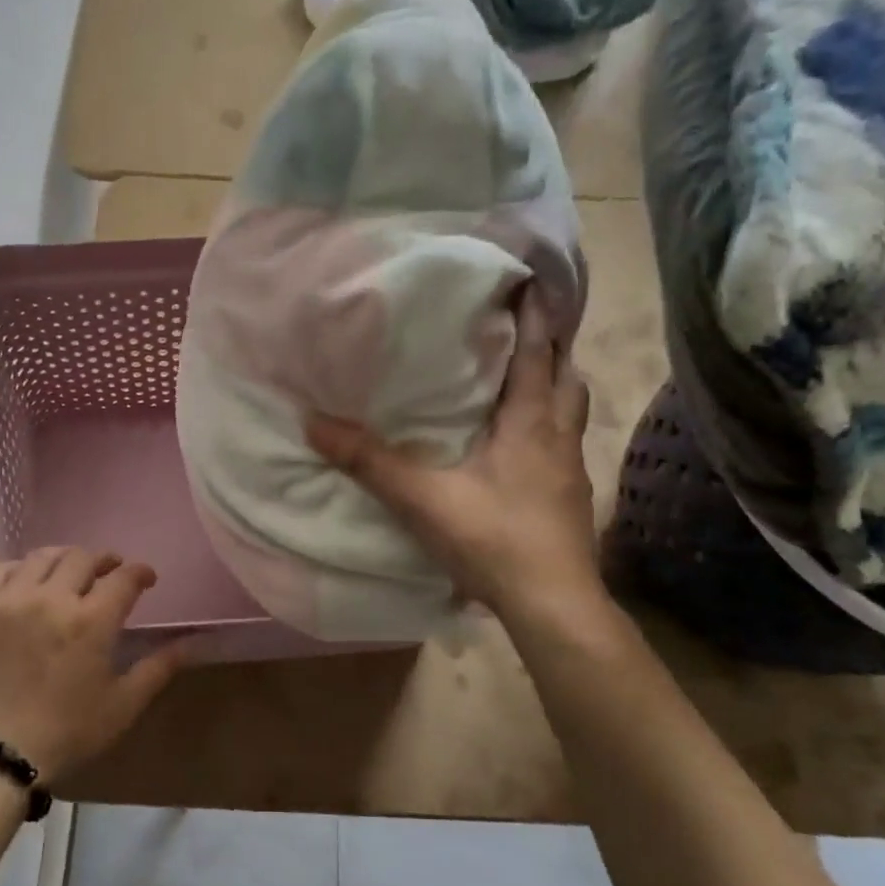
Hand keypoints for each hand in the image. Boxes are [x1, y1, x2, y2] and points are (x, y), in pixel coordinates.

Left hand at [0, 547, 184, 782]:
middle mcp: (51, 598)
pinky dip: (21, 568)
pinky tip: (27, 582)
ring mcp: (9, 600)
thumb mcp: (122, 706)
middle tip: (110, 572)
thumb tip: (191, 643)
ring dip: (65, 559)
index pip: (124, 577)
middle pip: (83, 557)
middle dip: (105, 560)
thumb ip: (158, 668)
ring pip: (43, 556)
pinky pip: (1, 569)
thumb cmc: (66, 733)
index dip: (140, 572)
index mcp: (91, 621)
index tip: (146, 579)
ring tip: (70, 572)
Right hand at [306, 289, 606, 617]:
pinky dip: (547, 429)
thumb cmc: (494, 540)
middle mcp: (558, 438)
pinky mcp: (569, 500)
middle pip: (567, 378)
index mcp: (530, 424)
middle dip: (552, 348)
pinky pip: (562, 446)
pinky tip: (522, 447)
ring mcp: (570, 472)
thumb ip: (370, 461)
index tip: (531, 280)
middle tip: (525, 329)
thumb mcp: (422, 499)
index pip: (539, 354)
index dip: (537, 315)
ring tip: (526, 380)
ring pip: (569, 413)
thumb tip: (314, 423)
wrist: (553, 606)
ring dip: (553, 388)